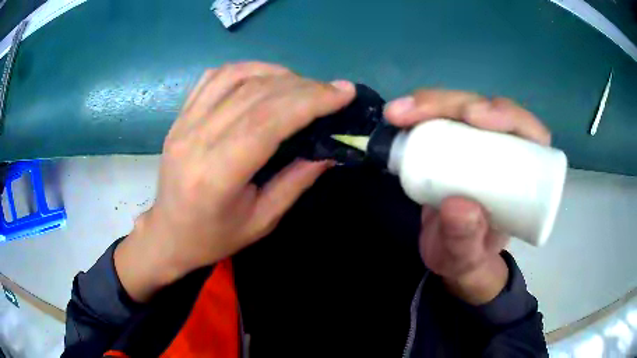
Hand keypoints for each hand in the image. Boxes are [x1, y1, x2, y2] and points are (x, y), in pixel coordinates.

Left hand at [115, 62, 355, 301]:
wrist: (169, 233)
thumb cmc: (214, 237)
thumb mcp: (262, 221)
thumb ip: (296, 181)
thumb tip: (330, 150)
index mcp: (215, 175)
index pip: (266, 121)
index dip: (310, 101)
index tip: (343, 92)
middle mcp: (195, 140)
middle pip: (254, 94)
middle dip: (303, 86)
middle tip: (332, 91)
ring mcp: (183, 123)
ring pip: (234, 76)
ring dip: (276, 73)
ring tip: (302, 85)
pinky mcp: (179, 116)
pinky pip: (214, 77)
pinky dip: (247, 69)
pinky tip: (266, 78)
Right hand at [384, 90, 550, 304]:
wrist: (447, 255)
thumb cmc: (468, 258)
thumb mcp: (467, 258)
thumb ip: (466, 241)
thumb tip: (458, 205)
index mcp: (524, 175)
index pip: (526, 132)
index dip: (506, 115)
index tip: (475, 119)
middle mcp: (504, 151)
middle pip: (486, 110)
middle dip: (454, 104)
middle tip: (415, 112)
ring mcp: (476, 143)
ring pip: (460, 108)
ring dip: (430, 103)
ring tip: (398, 113)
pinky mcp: (452, 142)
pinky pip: (439, 118)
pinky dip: (417, 114)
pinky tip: (398, 116)